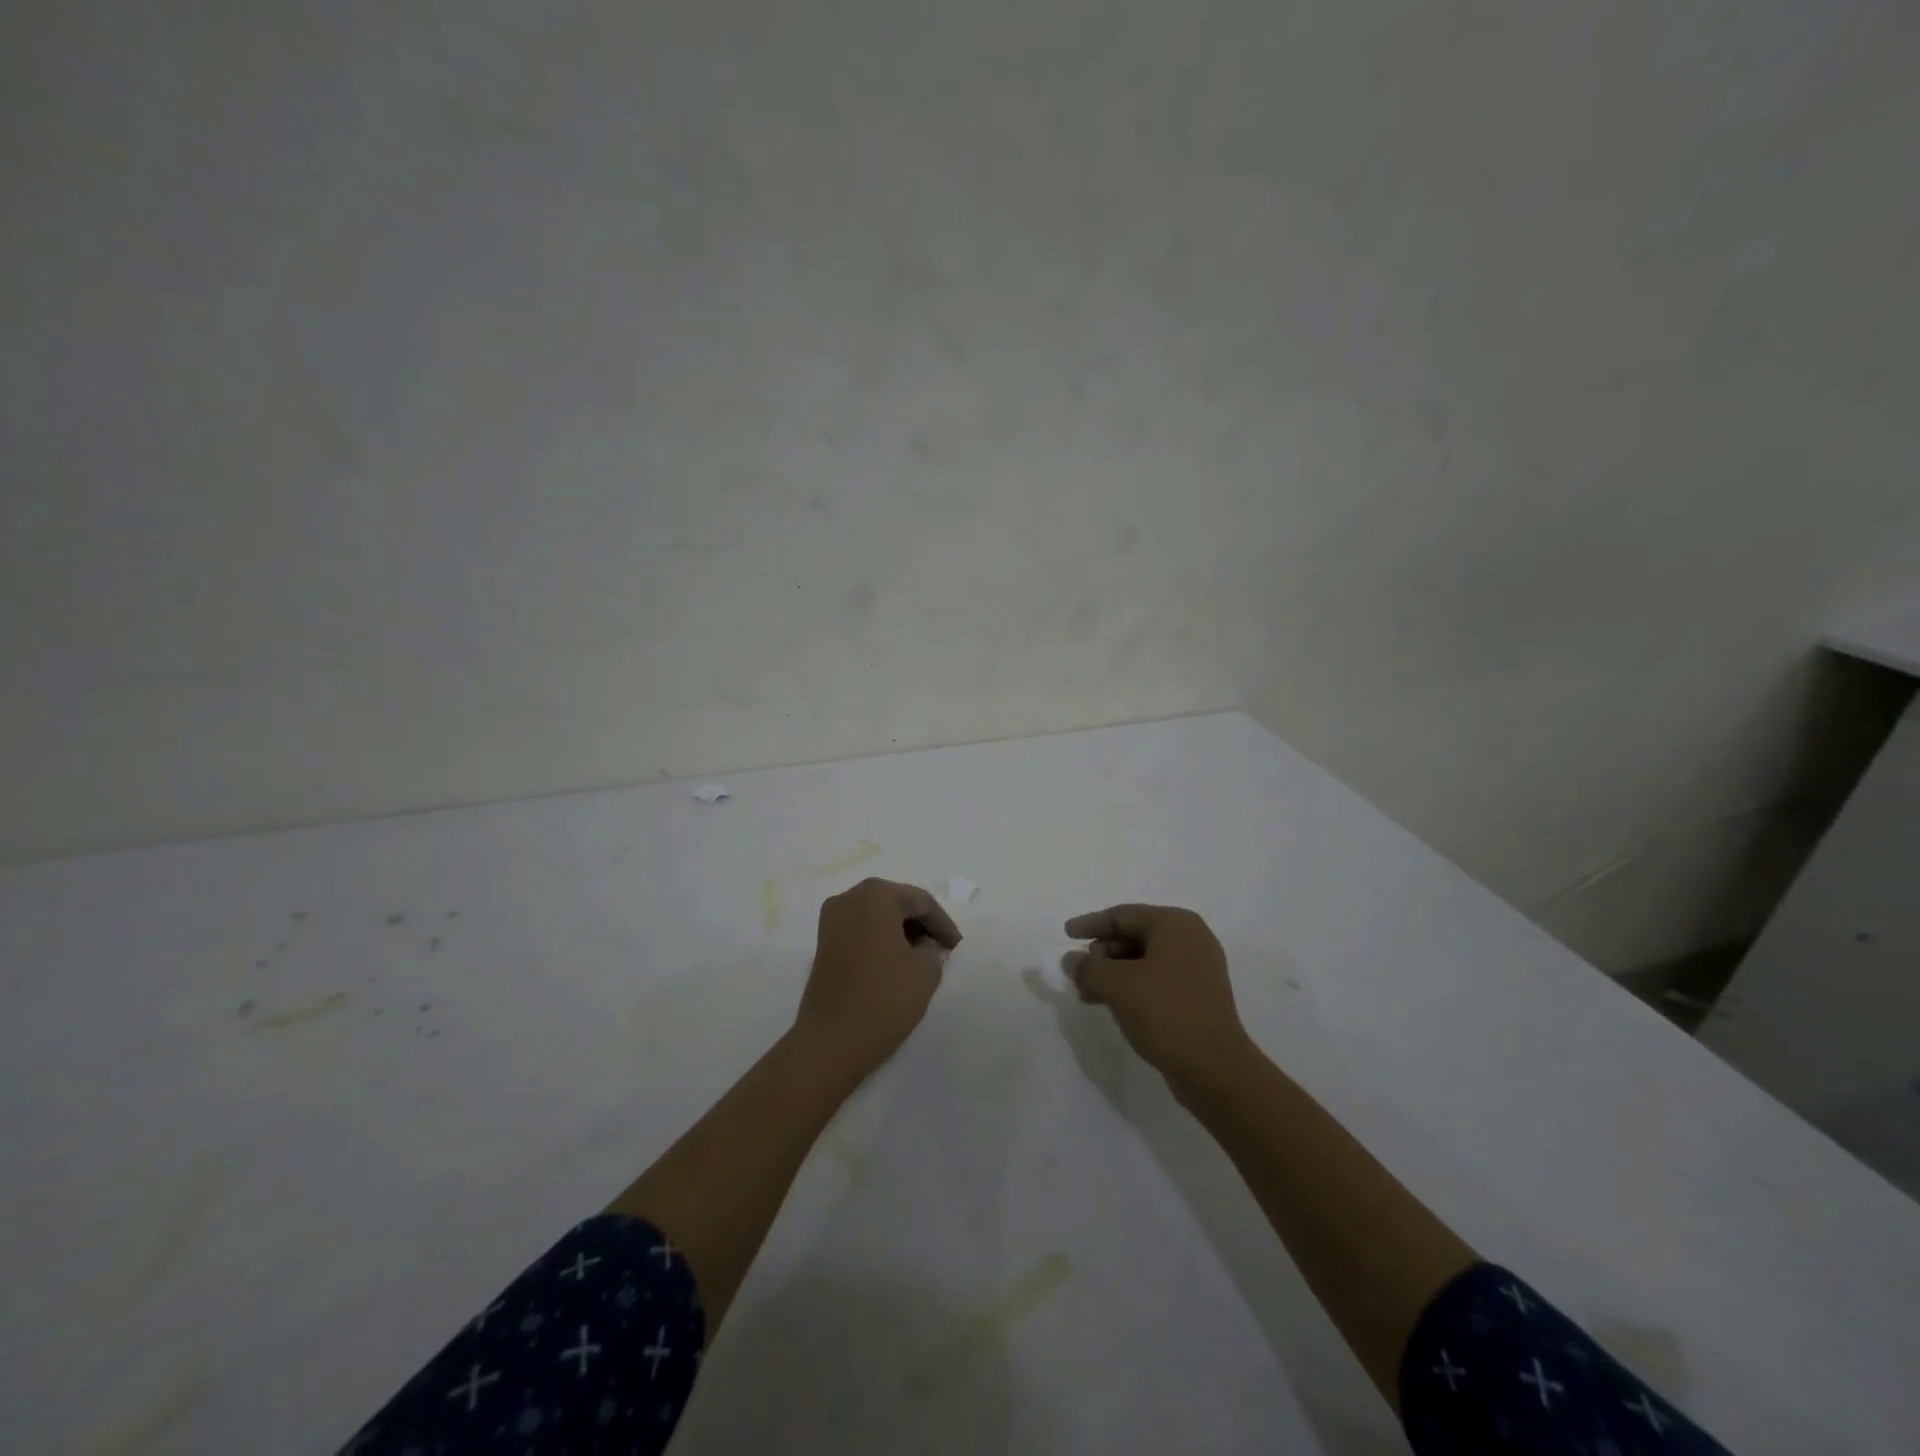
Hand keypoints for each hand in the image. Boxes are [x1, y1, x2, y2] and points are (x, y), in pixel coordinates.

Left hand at [796, 878, 962, 1078]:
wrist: (831, 1040)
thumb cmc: (884, 998)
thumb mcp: (925, 970)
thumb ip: (932, 948)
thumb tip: (922, 945)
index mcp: (876, 895)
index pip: (921, 901)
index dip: (943, 924)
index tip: (957, 947)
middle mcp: (850, 897)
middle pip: (896, 903)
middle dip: (921, 924)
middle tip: (942, 948)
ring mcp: (831, 919)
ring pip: (877, 916)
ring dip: (900, 931)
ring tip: (922, 957)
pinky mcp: (823, 943)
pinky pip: (861, 930)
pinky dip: (881, 940)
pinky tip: (896, 962)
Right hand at [1064, 903, 1253, 1089]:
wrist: (1215, 1069)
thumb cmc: (1165, 1013)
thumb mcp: (1117, 985)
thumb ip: (1088, 967)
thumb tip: (1071, 960)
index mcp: (1175, 924)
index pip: (1123, 915)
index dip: (1091, 924)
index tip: (1066, 934)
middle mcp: (1190, 939)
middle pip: (1134, 935)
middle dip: (1102, 953)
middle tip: (1078, 972)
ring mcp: (1198, 968)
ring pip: (1144, 960)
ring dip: (1113, 973)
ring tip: (1088, 994)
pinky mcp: (1199, 996)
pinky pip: (1156, 979)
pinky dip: (1131, 986)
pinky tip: (1111, 1005)